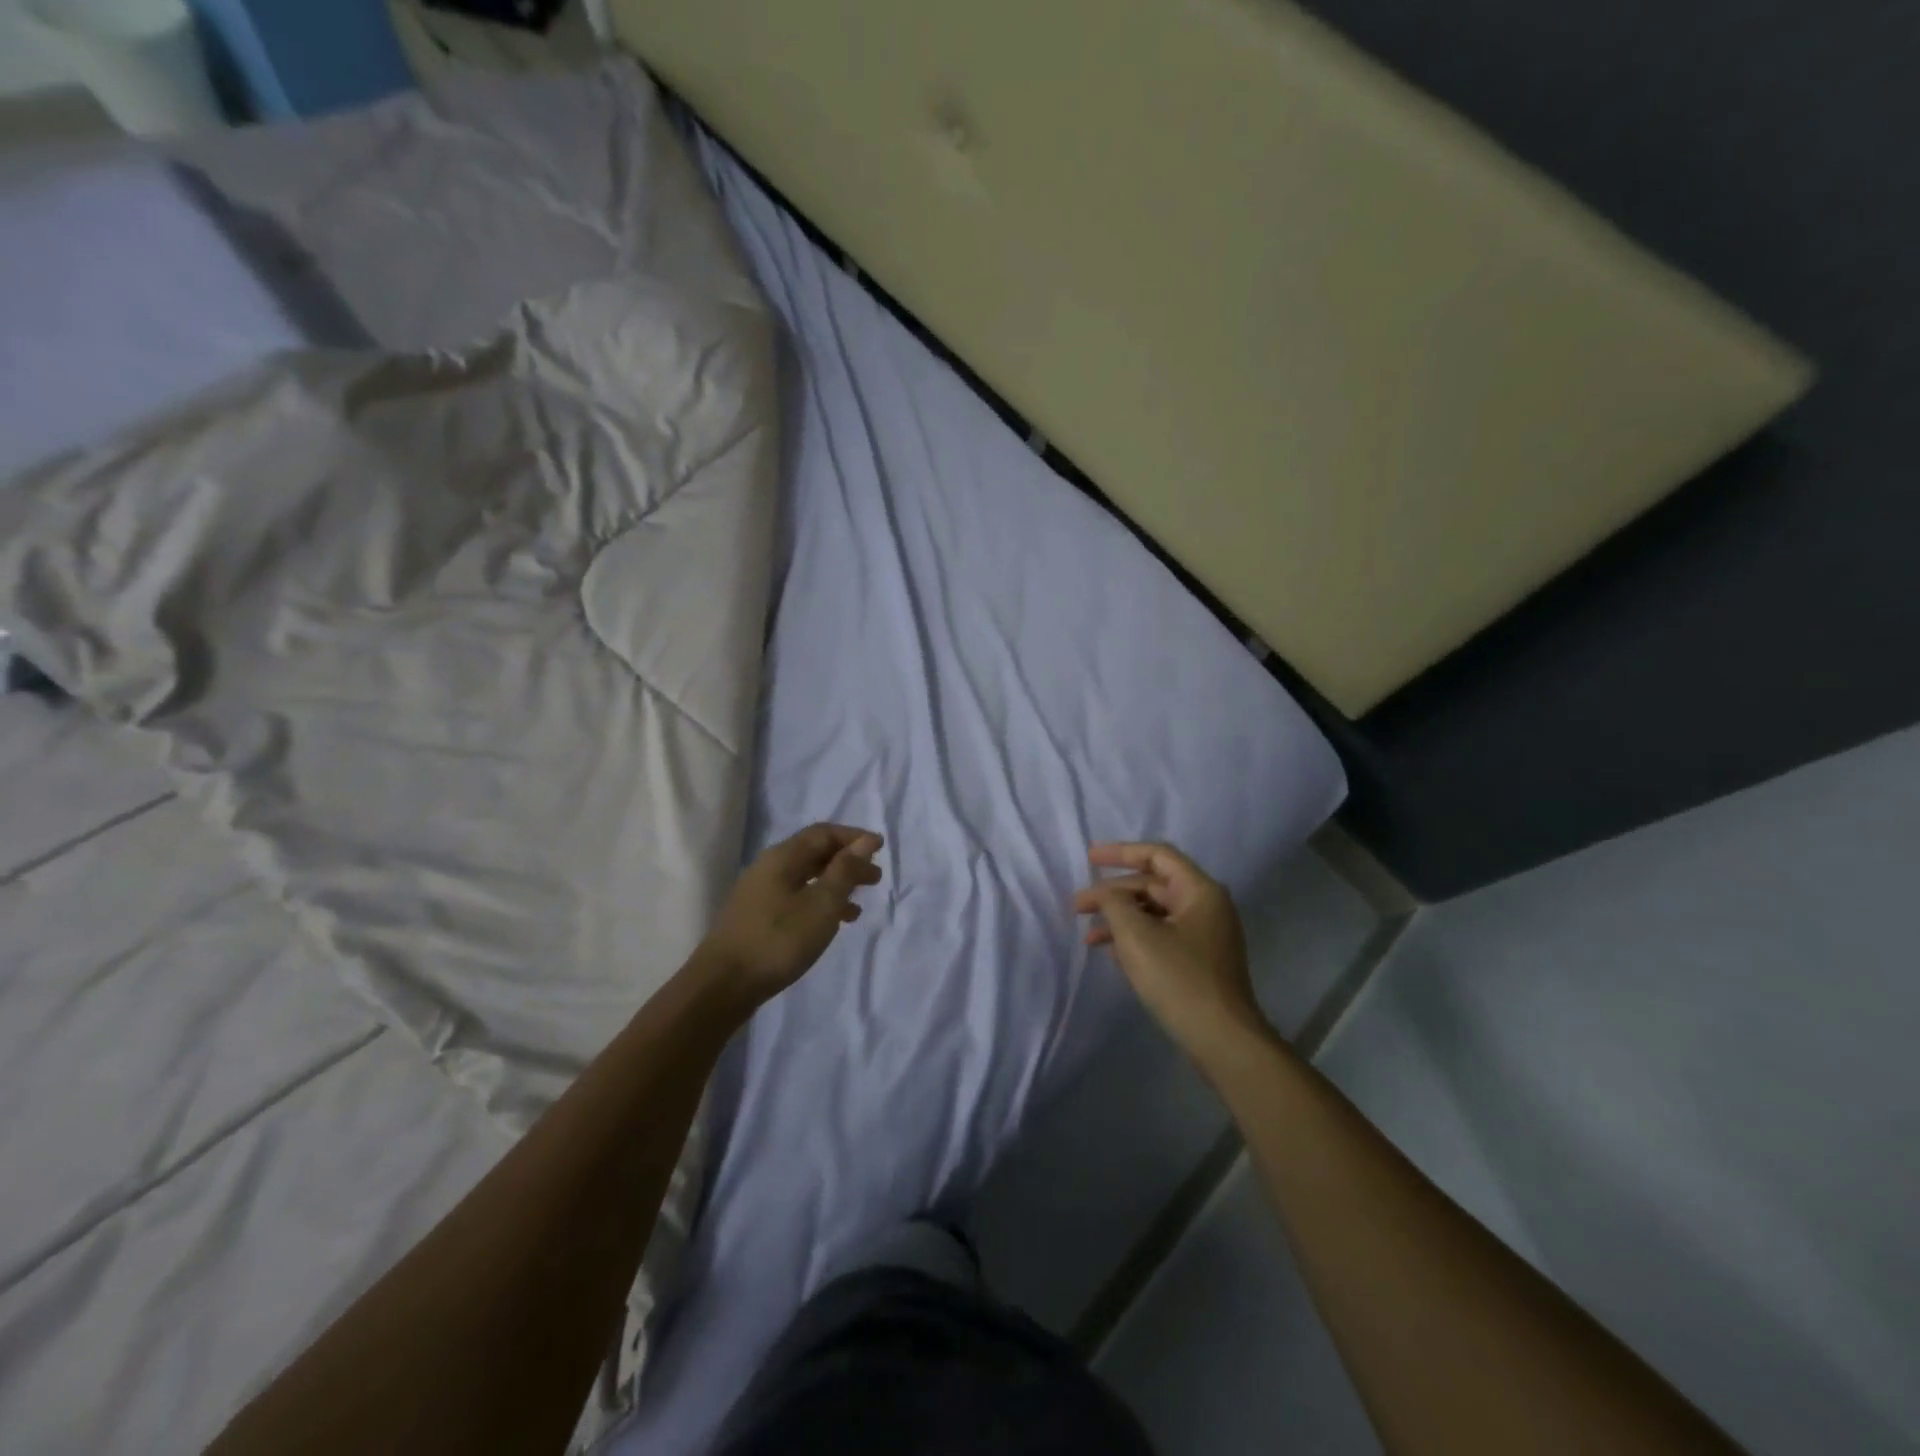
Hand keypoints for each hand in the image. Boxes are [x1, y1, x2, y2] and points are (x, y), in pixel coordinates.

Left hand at [698, 824, 882, 1008]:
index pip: (824, 833)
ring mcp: (760, 892)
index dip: (853, 837)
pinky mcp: (757, 916)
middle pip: (814, 853)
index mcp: (783, 857)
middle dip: (847, 861)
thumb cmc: (779, 940)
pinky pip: (796, 897)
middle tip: (875, 877)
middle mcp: (769, 867)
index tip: (880, 847)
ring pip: (806, 877)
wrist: (723, 984)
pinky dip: (820, 902)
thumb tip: (865, 841)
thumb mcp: (821, 904)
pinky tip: (833, 923)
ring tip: (860, 903)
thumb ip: (845, 870)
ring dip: (836, 884)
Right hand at [1075, 842, 1268, 1064]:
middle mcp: (1207, 907)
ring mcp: (1205, 936)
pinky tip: (1110, 951)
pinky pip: (1161, 937)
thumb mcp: (1137, 935)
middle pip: (1153, 885)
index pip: (1157, 855)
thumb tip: (1106, 893)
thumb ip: (1114, 903)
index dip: (1120, 853)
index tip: (1089, 859)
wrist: (1222, 1040)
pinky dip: (1135, 938)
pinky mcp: (1199, 963)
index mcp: (1200, 891)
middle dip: (1113, 892)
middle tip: (1078, 905)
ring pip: (1154, 914)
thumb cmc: (1179, 979)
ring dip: (1120, 918)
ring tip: (1088, 935)